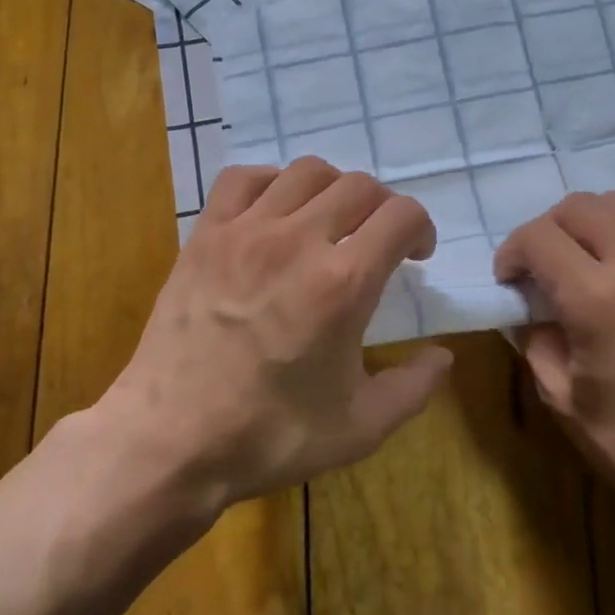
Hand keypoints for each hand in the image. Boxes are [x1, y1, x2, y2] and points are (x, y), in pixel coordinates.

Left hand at [101, 159, 451, 514]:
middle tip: (378, 242)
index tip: (416, 256)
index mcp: (344, 283)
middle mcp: (299, 241)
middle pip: (360, 186)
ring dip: (334, 190)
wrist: (171, 442)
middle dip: (383, 208)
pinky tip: (276, 213)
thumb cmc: (270, 436)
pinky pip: (243, 178)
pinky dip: (271, 182)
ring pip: (306, 172)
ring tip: (331, 223)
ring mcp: (246, 232)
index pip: (402, 215)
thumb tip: (443, 356)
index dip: (421, 228)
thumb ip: (414, 387)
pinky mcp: (206, 235)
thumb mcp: (360, 428)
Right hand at [493, 192, 614, 536]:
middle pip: (579, 206)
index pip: (539, 237)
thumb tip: (528, 308)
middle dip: (546, 229)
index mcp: (597, 299)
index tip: (509, 281)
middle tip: (540, 268)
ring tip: (581, 261)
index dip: (512, 252)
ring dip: (588, 223)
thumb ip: (534, 339)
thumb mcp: (560, 396)